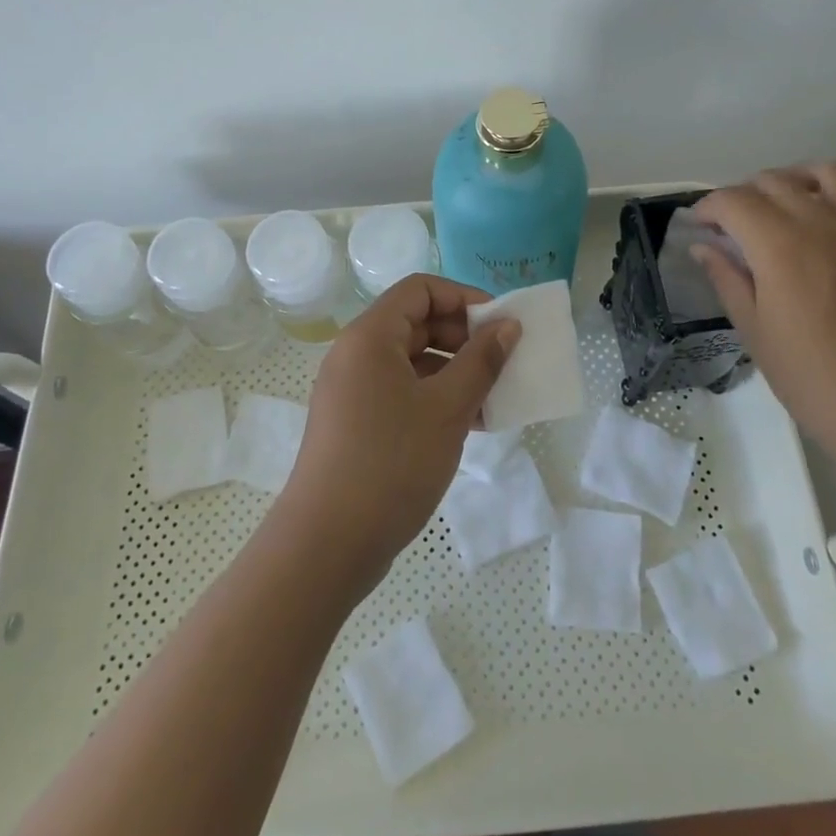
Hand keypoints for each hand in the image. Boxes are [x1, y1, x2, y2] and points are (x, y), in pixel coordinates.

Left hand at [281, 274, 518, 592]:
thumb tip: (508, 325)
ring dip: (454, 372)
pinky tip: (469, 425)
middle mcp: (356, 354)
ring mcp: (352, 390)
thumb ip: (482, 361)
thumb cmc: (391, 463)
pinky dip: (434, 398)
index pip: (420, 290)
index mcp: (370, 337)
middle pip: (416, 323)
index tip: (500, 325)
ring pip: (412, 361)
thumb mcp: (447, 408)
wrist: (327, 545)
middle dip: (464, 338)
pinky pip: (401, 392)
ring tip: (493, 400)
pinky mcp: (355, 423)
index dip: (464, 298)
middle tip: (502, 364)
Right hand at [691, 163, 835, 457]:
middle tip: (731, 227)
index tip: (699, 226)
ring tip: (780, 208)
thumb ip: (727, 279)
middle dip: (742, 196)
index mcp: (779, 245)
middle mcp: (821, 221)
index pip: (733, 201)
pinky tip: (826, 225)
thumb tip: (703, 247)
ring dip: (792, 181)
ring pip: (823, 172)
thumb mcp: (755, 331)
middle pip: (772, 181)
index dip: (708, 208)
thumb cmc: (814, 378)